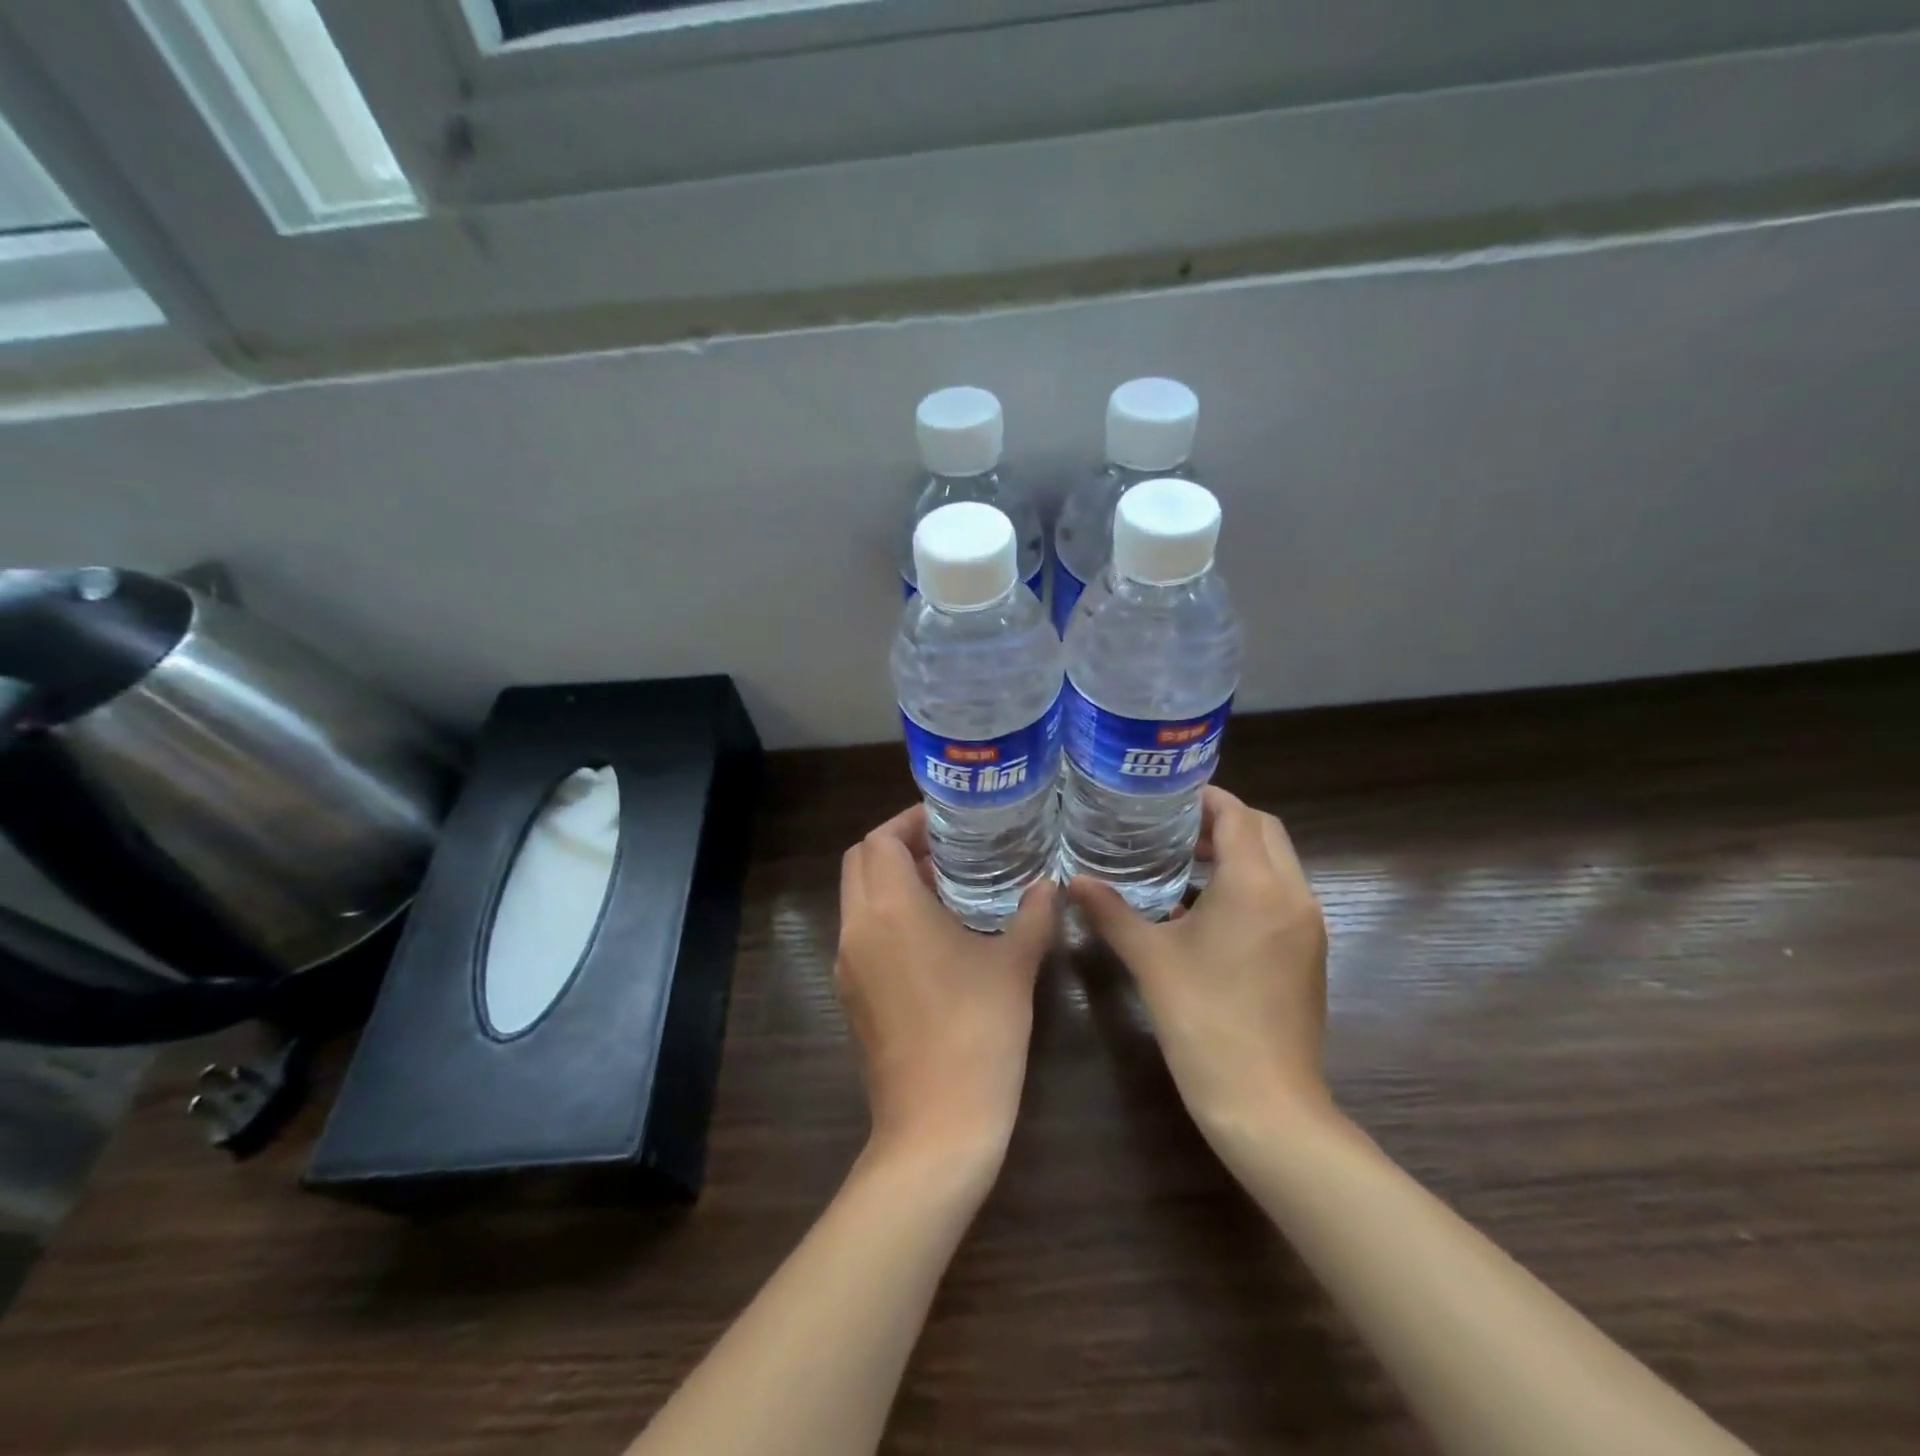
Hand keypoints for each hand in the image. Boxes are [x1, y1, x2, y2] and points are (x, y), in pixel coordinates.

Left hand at [836, 806, 1057, 1166]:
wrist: (936, 1125)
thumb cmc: (978, 1032)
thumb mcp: (1015, 966)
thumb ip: (1033, 915)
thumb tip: (1050, 884)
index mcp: (890, 910)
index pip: (880, 840)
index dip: (909, 821)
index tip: (946, 821)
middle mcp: (857, 929)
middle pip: (859, 862)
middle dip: (896, 845)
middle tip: (945, 847)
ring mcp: (847, 965)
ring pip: (856, 898)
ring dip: (890, 881)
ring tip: (944, 886)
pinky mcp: (849, 996)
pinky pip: (861, 934)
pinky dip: (886, 916)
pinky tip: (932, 936)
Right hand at [1069, 786, 1329, 1136]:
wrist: (1266, 1103)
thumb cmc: (1203, 1020)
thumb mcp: (1150, 959)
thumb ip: (1111, 911)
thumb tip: (1072, 881)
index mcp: (1256, 885)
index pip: (1239, 815)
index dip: (1206, 798)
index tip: (1167, 797)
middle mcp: (1293, 895)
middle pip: (1266, 832)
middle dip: (1224, 820)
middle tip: (1174, 827)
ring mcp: (1308, 926)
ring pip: (1279, 863)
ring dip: (1239, 852)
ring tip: (1186, 862)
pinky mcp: (1310, 953)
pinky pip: (1282, 895)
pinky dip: (1251, 883)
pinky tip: (1207, 910)